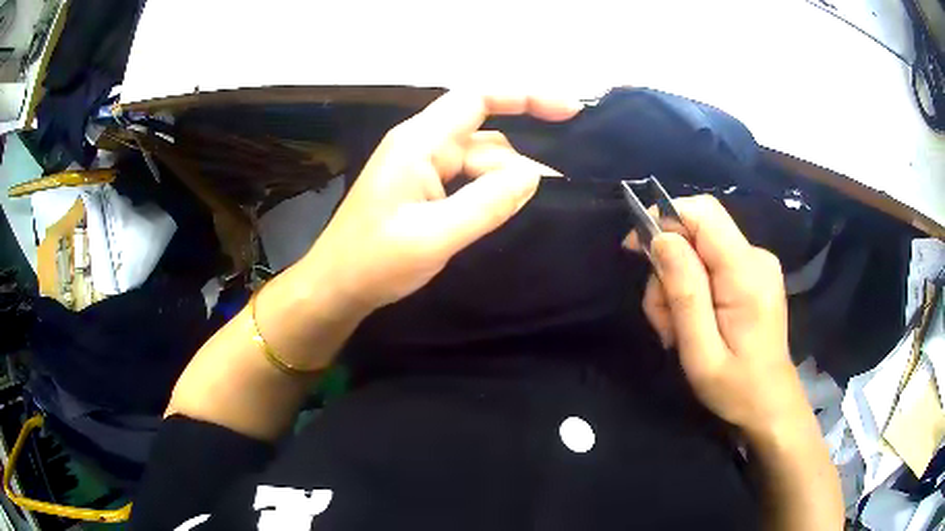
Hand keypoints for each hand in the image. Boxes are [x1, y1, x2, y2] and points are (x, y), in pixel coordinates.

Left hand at [301, 92, 581, 313]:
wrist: (335, 288)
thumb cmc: (374, 262)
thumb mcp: (434, 235)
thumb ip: (487, 203)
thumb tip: (534, 175)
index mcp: (419, 142)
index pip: (478, 98)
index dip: (526, 96)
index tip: (571, 111)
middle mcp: (421, 146)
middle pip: (486, 138)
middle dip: (522, 163)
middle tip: (560, 195)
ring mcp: (421, 168)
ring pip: (479, 162)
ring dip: (506, 183)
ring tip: (533, 212)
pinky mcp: (422, 190)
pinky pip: (466, 181)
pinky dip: (489, 194)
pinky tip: (506, 214)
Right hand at [626, 196, 811, 440]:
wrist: (771, 404)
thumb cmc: (736, 389)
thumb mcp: (701, 353)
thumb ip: (685, 293)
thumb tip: (661, 239)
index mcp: (746, 273)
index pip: (703, 213)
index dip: (665, 218)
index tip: (636, 249)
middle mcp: (755, 257)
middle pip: (698, 232)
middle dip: (669, 266)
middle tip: (662, 317)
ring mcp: (757, 264)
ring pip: (700, 250)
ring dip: (678, 284)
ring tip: (676, 330)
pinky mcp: (753, 273)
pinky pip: (712, 263)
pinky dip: (693, 287)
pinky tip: (692, 322)